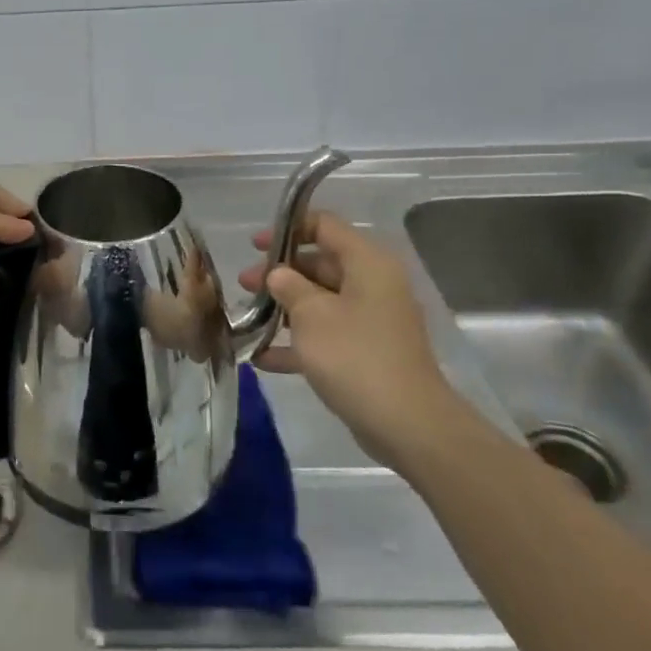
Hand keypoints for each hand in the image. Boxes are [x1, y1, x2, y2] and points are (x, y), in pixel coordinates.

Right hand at [238, 212, 458, 469]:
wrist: (407, 424)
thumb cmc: (355, 355)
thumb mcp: (311, 314)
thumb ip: (288, 286)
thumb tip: (279, 274)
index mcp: (367, 263)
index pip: (325, 226)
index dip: (287, 229)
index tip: (255, 245)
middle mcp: (373, 285)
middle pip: (320, 264)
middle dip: (279, 274)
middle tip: (243, 285)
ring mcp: (372, 321)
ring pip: (321, 301)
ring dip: (284, 308)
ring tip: (247, 319)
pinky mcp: (367, 353)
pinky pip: (327, 335)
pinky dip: (298, 342)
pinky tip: (262, 357)